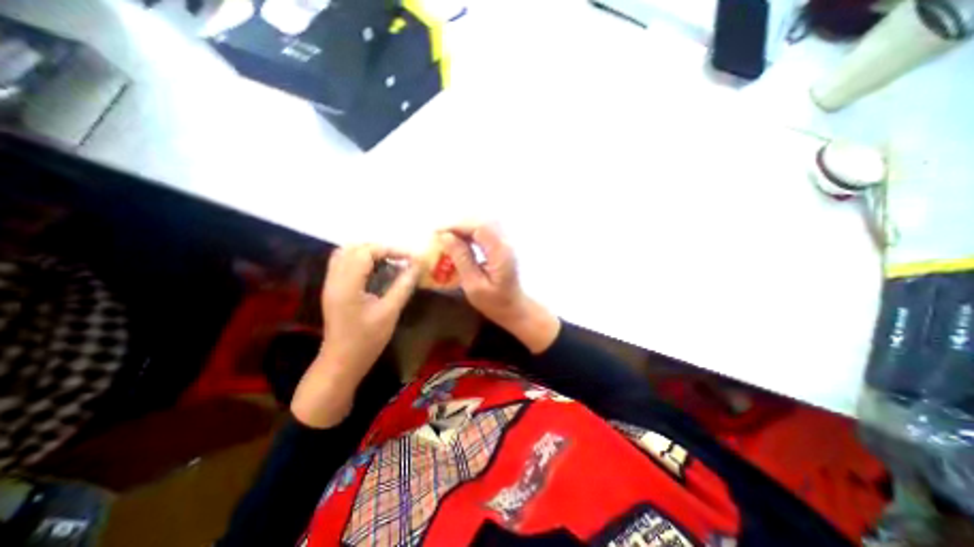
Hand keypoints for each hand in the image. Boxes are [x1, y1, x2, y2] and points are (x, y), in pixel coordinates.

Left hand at [293, 245, 422, 430]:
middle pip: (354, 248)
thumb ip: (403, 286)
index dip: (391, 249)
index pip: (366, 252)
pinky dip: (361, 260)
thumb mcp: (390, 312)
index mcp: (347, 284)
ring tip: (390, 262)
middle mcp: (335, 279)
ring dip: (369, 252)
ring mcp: (331, 284)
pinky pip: (344, 263)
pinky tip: (376, 271)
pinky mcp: (333, 289)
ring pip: (347, 253)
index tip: (411, 257)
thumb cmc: (367, 340)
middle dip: (380, 248)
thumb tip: (418, 266)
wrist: (341, 363)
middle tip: (401, 259)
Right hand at [437, 222, 559, 353]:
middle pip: (482, 220)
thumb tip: (446, 237)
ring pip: (484, 222)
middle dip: (459, 223)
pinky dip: (470, 230)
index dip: (458, 225)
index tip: (438, 232)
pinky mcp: (502, 244)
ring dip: (464, 225)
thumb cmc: (494, 302)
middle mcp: (506, 242)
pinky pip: (485, 230)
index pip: (479, 227)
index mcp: (500, 252)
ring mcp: (505, 242)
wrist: (514, 307)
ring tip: (446, 235)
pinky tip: (459, 238)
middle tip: (439, 232)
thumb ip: (461, 259)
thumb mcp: (473, 285)